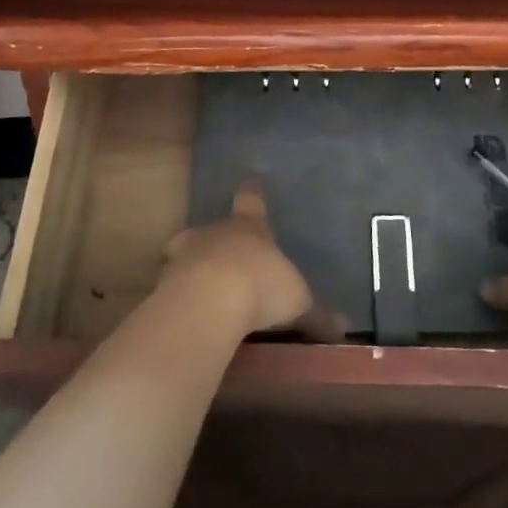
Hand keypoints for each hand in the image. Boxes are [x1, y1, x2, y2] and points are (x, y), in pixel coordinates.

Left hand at [161, 180, 335, 337]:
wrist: (207, 302)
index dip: (253, 193)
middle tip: (229, 256)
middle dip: (220, 238)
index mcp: (250, 226)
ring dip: (196, 265)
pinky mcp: (163, 281)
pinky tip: (191, 312)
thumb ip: (317, 313)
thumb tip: (344, 326)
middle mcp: (215, 231)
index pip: (252, 200)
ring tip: (206, 287)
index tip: (251, 182)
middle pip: (215, 226)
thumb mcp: (298, 302)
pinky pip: (173, 283)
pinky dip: (181, 294)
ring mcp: (185, 253)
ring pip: (187, 251)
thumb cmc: (260, 288)